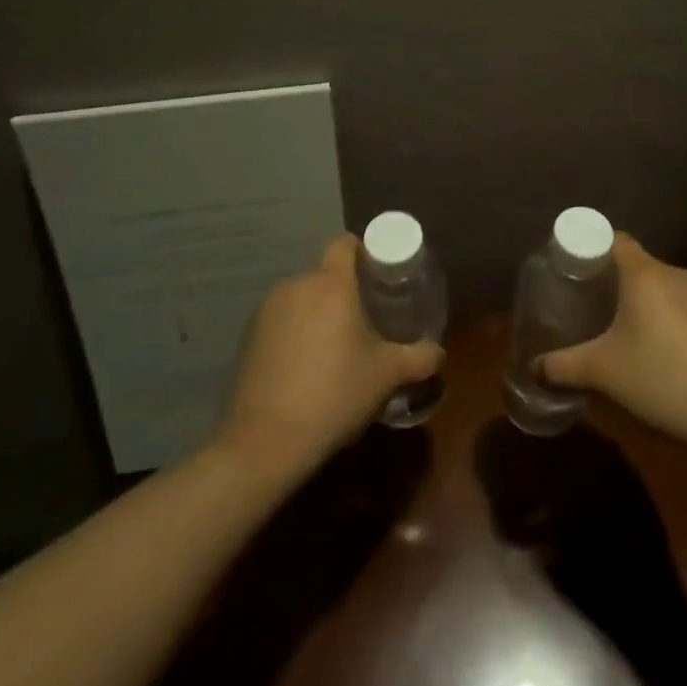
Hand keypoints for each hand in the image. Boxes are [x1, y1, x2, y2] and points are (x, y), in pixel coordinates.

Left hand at [216, 235, 441, 477]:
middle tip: (365, 318)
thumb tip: (438, 352)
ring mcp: (266, 311)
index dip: (363, 251)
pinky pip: (281, 321)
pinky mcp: (248, 338)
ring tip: (335, 347)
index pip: (344, 243)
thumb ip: (420, 358)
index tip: (379, 274)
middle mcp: (296, 286)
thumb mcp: (387, 376)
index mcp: (331, 285)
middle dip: (344, 290)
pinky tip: (305, 368)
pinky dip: (295, 333)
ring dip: (318, 313)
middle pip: (324, 274)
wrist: (265, 442)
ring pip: (302, 298)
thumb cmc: (335, 395)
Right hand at [540, 235, 686, 453]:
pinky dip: (663, 316)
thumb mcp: (604, 373)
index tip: (570, 271)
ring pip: (659, 285)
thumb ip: (562, 366)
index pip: (612, 239)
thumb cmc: (664, 380)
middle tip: (586, 305)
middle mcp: (675, 273)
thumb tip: (532, 368)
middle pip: (634, 263)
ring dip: (639, 301)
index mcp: (645, 274)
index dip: (588, 248)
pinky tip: (657, 351)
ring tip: (619, 331)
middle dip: (609, 281)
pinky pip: (680, 303)